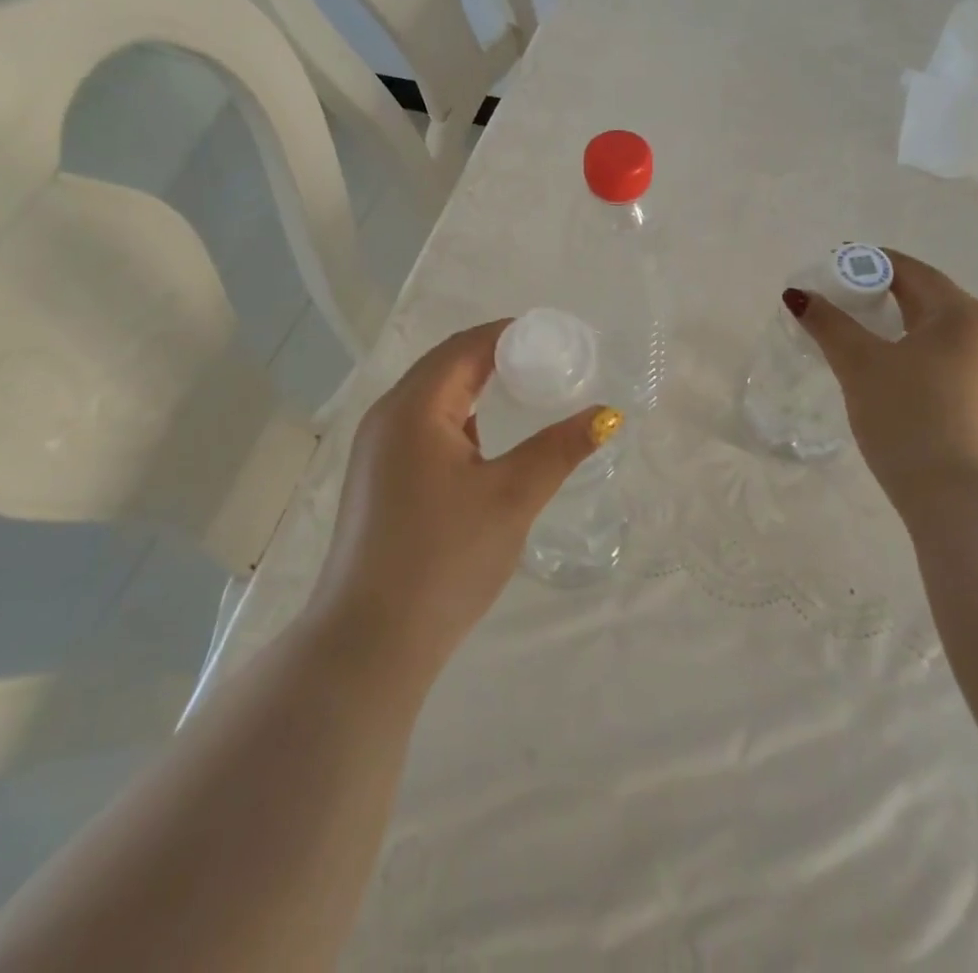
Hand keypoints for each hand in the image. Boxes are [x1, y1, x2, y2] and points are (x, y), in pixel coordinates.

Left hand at [308, 320, 613, 672]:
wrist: (369, 643)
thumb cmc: (443, 558)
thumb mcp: (512, 497)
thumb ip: (560, 448)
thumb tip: (608, 414)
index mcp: (414, 407)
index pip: (465, 347)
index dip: (510, 334)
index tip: (555, 338)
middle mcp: (387, 417)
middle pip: (445, 366)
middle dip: (495, 356)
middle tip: (547, 363)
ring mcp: (375, 450)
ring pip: (431, 398)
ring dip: (474, 387)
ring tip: (523, 393)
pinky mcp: (376, 479)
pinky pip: (421, 427)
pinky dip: (457, 418)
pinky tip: (484, 441)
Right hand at [788, 249, 977, 528]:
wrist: (964, 502)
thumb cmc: (911, 418)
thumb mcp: (861, 365)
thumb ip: (828, 324)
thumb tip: (797, 294)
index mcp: (961, 313)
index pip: (909, 270)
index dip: (865, 264)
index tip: (827, 271)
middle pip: (922, 297)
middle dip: (875, 295)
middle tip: (831, 303)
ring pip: (929, 331)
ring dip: (889, 325)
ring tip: (848, 334)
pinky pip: (938, 357)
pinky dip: (905, 351)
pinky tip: (879, 369)